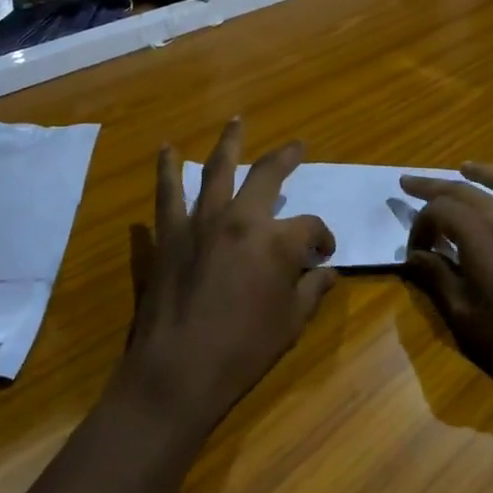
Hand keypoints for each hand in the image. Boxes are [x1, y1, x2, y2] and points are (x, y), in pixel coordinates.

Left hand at [117, 119, 336, 440]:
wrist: (178, 371)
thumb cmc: (243, 350)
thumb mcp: (292, 324)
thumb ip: (312, 290)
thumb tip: (326, 272)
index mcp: (277, 241)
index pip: (310, 226)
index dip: (322, 238)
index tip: (323, 254)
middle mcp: (241, 218)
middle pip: (267, 174)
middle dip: (286, 157)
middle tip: (296, 146)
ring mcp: (201, 221)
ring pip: (217, 168)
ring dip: (228, 142)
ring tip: (236, 121)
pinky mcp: (169, 233)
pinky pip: (167, 192)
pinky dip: (166, 168)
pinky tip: (166, 149)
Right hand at [400, 166, 492, 409]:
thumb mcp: (464, 317)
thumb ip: (436, 278)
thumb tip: (415, 256)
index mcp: (479, 234)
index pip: (439, 210)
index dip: (420, 225)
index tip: (415, 251)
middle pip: (465, 189)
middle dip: (433, 186)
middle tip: (409, 182)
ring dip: (482, 172)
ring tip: (465, 168)